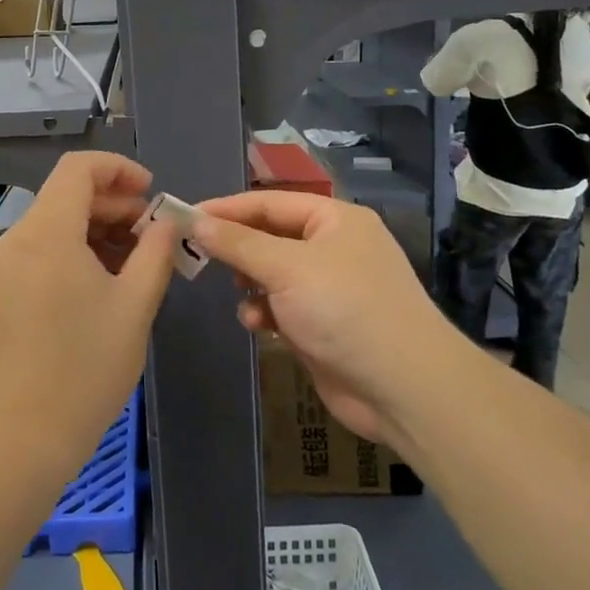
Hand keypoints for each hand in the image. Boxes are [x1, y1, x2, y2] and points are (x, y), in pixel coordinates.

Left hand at [0, 152, 177, 483]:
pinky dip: (74, 254)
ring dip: (96, 232)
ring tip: (135, 264)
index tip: (152, 194)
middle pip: (66, 197)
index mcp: (47, 233)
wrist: (19, 439)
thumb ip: (155, 252)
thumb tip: (165, 221)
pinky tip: (102, 286)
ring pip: (54, 227)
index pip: (78, 168)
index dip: (119, 169)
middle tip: (153, 236)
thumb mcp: (134, 306)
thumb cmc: (85, 368)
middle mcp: (16, 241)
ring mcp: (2, 269)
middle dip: (114, 206)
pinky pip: (40, 254)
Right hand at [191, 192, 456, 445]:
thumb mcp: (286, 268)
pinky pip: (283, 307)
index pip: (270, 202)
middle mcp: (335, 247)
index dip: (227, 208)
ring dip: (251, 285)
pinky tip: (259, 326)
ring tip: (240, 296)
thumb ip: (238, 243)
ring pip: (273, 275)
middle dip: (238, 250)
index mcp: (335, 220)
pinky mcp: (325, 324)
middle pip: (270, 237)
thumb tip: (197, 221)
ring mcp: (331, 288)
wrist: (403, 387)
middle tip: (200, 257)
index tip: (185, 217)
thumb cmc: (345, 310)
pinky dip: (266, 313)